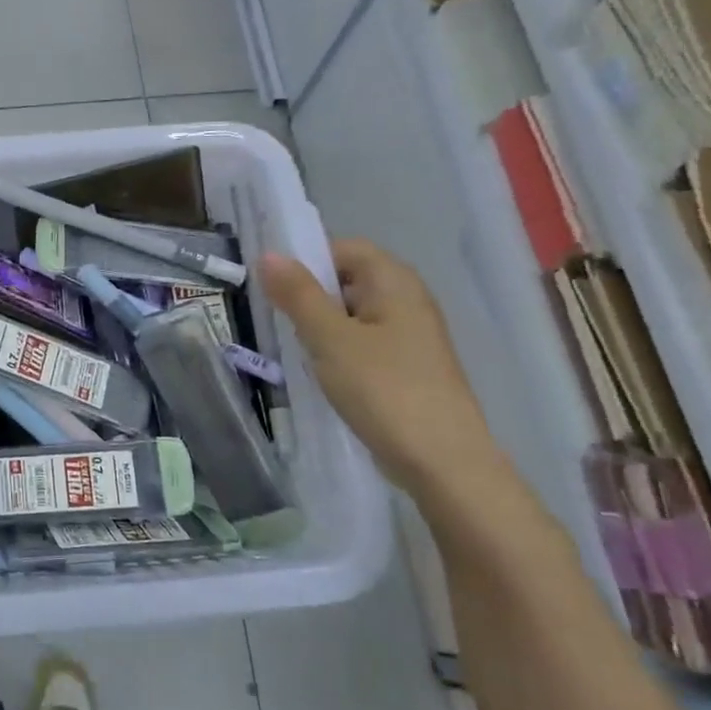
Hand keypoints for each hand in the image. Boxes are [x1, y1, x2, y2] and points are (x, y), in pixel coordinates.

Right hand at [260, 240, 500, 498]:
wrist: (442, 461)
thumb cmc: (384, 390)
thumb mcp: (330, 339)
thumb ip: (298, 295)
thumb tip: (268, 255)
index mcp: (395, 282)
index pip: (345, 248)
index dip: (308, 259)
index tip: (274, 287)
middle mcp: (408, 300)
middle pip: (349, 280)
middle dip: (310, 295)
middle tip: (278, 319)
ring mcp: (411, 336)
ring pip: (354, 315)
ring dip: (322, 326)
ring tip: (295, 349)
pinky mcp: (408, 368)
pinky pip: (364, 343)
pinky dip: (339, 350)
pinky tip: (322, 374)